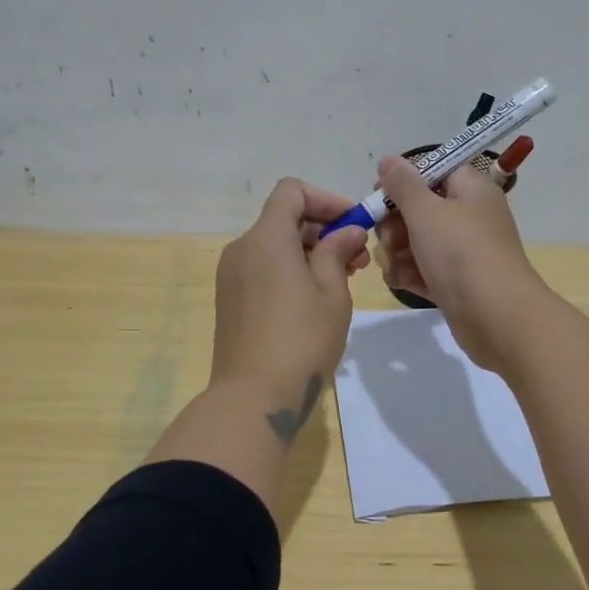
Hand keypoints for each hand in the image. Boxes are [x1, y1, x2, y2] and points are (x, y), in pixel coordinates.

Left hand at [211, 178, 370, 416]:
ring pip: (274, 246)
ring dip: (309, 253)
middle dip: (323, 230)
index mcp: (266, 237)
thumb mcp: (331, 292)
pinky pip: (263, 269)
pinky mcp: (230, 301)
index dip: (326, 199)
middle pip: (283, 219)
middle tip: (358, 259)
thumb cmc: (301, 339)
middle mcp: (242, 248)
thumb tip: (346, 232)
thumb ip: (337, 251)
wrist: (253, 397)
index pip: (292, 192)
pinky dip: (290, 271)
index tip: (353, 224)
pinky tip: (315, 299)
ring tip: (343, 281)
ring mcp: (231, 276)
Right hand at [375, 155, 551, 370]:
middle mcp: (469, 216)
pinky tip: (404, 283)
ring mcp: (464, 252)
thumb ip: (403, 184)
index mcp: (471, 189)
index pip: (433, 170)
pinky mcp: (457, 283)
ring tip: (397, 265)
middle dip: (396, 222)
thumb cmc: (462, 254)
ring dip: (399, 252)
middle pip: (421, 207)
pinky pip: (425, 270)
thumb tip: (389, 159)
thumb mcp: (426, 211)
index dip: (404, 180)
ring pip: (418, 241)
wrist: (498, 318)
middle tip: (391, 238)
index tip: (381, 195)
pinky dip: (412, 274)